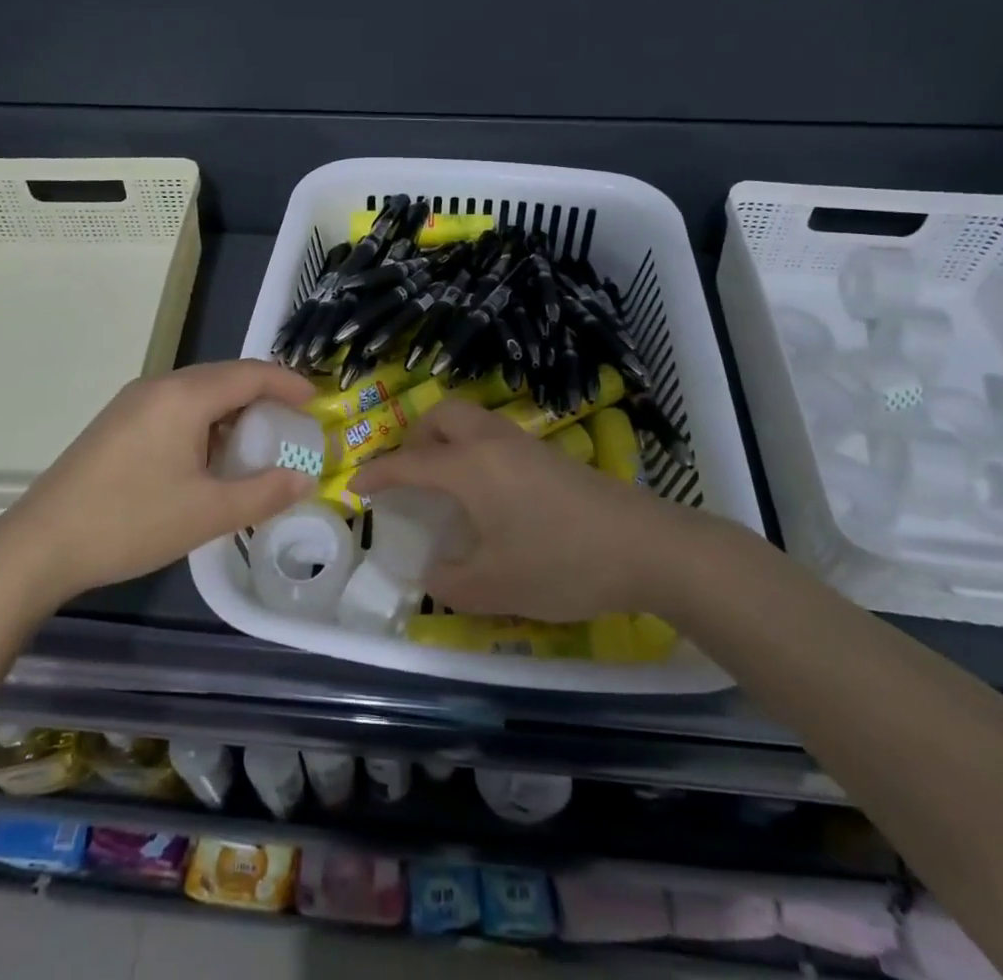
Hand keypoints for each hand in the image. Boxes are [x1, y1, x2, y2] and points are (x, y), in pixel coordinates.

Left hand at [0, 359, 317, 607]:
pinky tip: (207, 457)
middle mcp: (159, 386)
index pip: (251, 373)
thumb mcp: (208, 513)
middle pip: (225, 377)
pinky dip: (204, 421)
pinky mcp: (117, 422)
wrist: (39, 545)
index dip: (289, 383)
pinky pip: (175, 407)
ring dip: (232, 410)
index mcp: (185, 396)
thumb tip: (306, 479)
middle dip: (263, 395)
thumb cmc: (131, 522)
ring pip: (198, 392)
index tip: (317, 401)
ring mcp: (133, 403)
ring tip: (255, 443)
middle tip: (292, 423)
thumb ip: (264, 493)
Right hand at [352, 400, 685, 621]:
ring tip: (447, 486)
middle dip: (416, 438)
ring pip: (472, 421)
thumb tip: (431, 572)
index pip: (408, 463)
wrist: (646, 547)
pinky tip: (489, 495)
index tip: (356, 486)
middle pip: (442, 416)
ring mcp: (525, 444)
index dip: (377, 474)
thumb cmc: (561, 563)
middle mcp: (492, 442)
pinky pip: (496, 437)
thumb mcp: (495, 587)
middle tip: (411, 476)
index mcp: (469, 468)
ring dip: (448, 441)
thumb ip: (449, 582)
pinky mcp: (550, 455)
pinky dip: (475, 451)